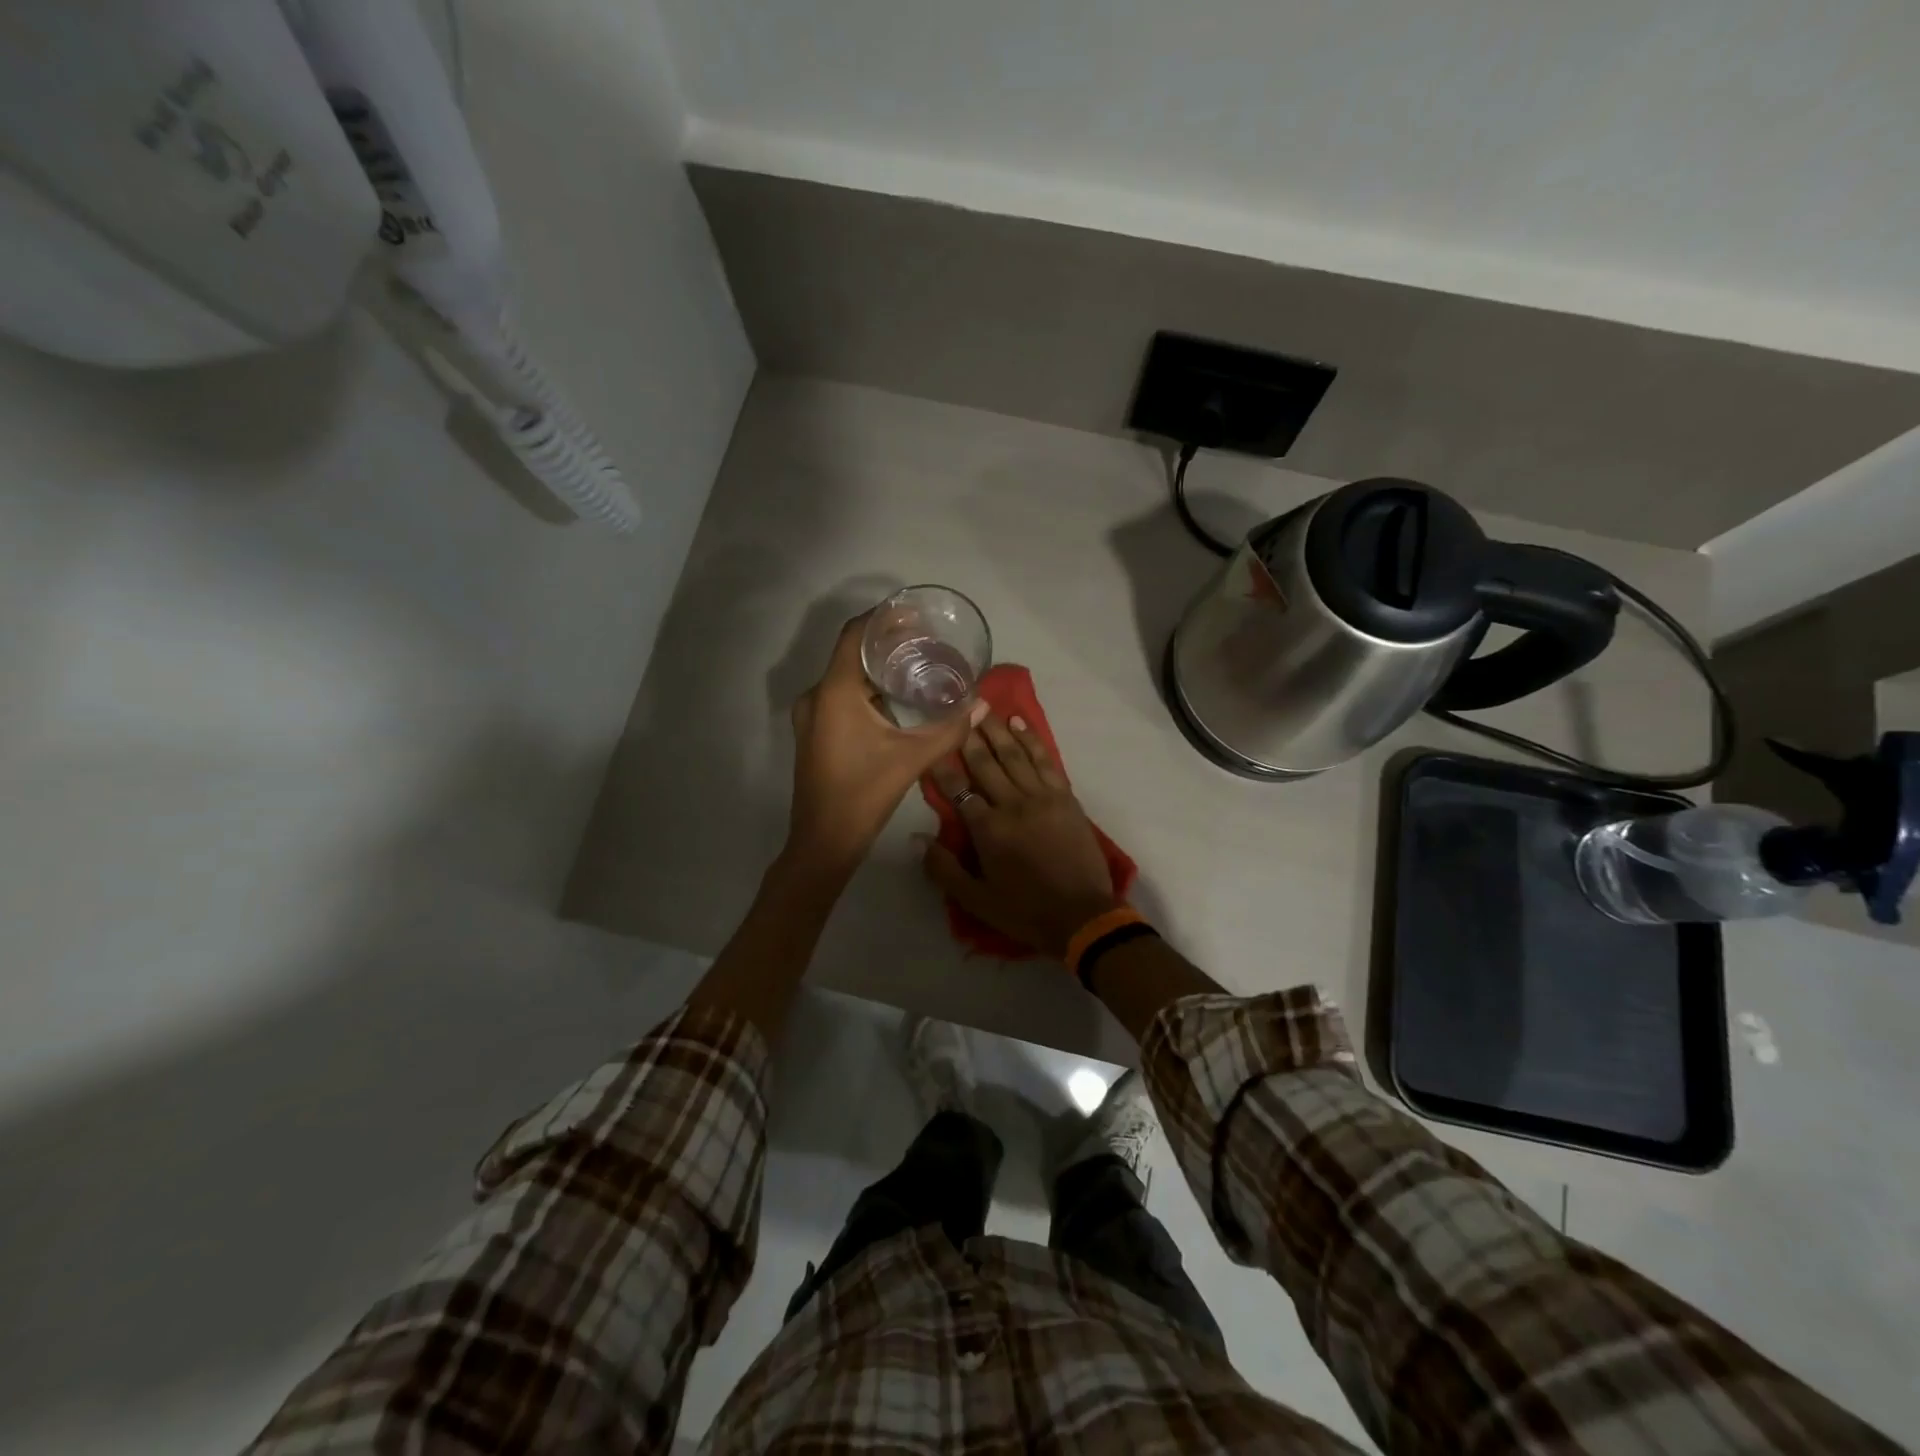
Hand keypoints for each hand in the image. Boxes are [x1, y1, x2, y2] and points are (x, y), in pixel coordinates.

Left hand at [787, 612, 985, 871]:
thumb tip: (982, 705)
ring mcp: (812, 715)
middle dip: (886, 643)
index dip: (883, 618)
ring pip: (845, 676)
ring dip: (876, 668)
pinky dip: (866, 689)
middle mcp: (817, 695)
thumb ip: (949, 729)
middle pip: (851, 652)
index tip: (914, 614)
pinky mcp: (815, 732)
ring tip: (915, 665)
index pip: (855, 634)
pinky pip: (840, 696)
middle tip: (925, 640)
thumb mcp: (912, 758)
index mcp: (835, 691)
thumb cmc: (864, 794)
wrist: (824, 841)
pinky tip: (895, 699)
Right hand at [923, 713, 1119, 957]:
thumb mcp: (976, 900)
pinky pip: (1045, 760)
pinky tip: (1020, 723)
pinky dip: (1032, 740)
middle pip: (985, 764)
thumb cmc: (1025, 911)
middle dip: (968, 736)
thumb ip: (943, 869)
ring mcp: (1042, 797)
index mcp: (988, 829)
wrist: (1082, 916)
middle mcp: (1012, 804)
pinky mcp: (1065, 797)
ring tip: (983, 707)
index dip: (940, 766)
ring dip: (997, 730)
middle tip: (956, 708)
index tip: (929, 744)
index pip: (958, 790)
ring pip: (1014, 755)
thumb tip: (916, 838)